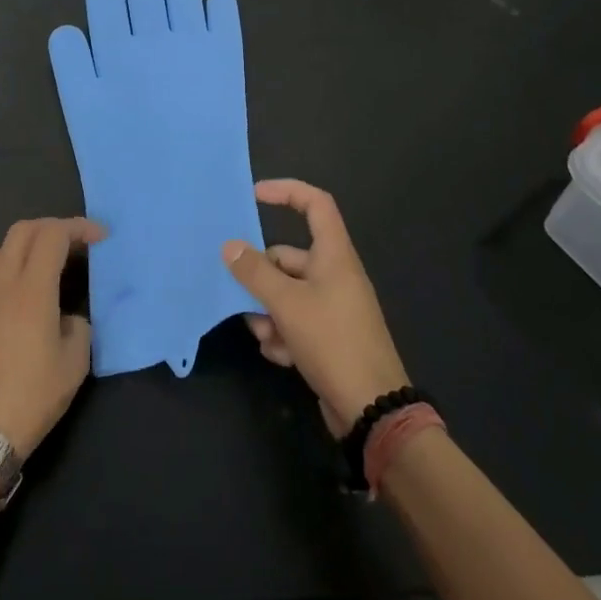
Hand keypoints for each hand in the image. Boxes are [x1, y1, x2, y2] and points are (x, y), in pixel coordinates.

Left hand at [0, 218, 101, 459]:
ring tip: (56, 260)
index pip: (53, 235)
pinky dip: (17, 261)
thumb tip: (68, 317)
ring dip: (32, 242)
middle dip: (54, 226)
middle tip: (79, 243)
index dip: (79, 228)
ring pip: (4, 246)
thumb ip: (78, 326)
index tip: (101, 238)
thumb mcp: (74, 363)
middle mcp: (4, 283)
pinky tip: (33, 285)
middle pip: (24, 230)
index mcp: (32, 289)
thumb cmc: (32, 396)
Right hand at [222, 180, 409, 437]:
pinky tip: (280, 355)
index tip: (254, 195)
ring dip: (268, 312)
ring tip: (265, 334)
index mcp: (334, 255)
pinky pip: (295, 321)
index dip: (287, 191)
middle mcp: (334, 275)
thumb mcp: (286, 303)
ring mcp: (332, 307)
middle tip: (238, 291)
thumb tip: (230, 246)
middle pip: (288, 257)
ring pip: (286, 293)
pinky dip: (282, 334)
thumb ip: (255, 273)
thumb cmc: (332, 341)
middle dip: (262, 277)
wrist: (370, 408)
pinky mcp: (328, 336)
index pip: (315, 204)